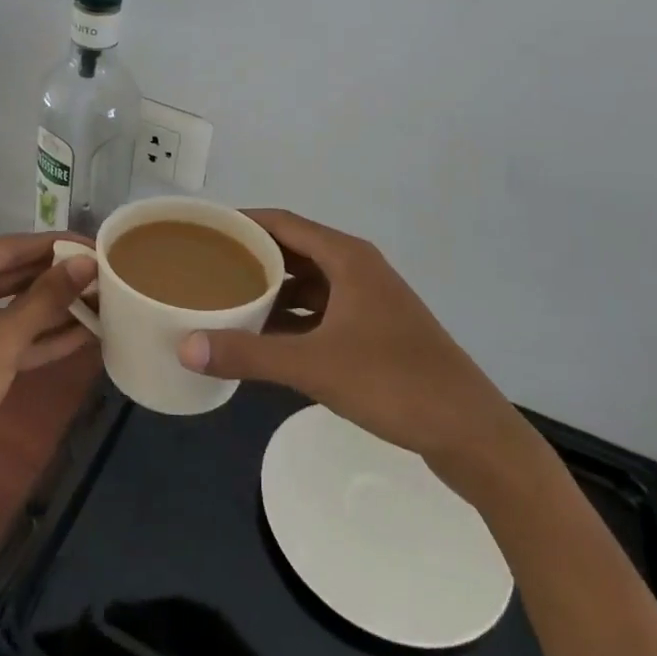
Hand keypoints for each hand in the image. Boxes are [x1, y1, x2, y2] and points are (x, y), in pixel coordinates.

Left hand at [0, 233, 97, 503]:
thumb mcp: (2, 339)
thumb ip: (47, 297)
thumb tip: (88, 262)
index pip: (8, 248)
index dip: (56, 246)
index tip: (98, 244)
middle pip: (10, 274)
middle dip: (58, 280)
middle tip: (107, 274)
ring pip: (10, 305)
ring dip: (53, 309)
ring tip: (104, 300)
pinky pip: (4, 332)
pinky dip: (38, 335)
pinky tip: (83, 332)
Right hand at [178, 209, 539, 495]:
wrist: (472, 434)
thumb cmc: (395, 383)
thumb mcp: (315, 366)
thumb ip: (249, 354)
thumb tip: (184, 347)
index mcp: (346, 257)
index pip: (281, 222)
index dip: (241, 221)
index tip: (201, 230)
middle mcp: (357, 268)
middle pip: (292, 249)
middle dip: (250, 256)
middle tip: (203, 265)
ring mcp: (368, 301)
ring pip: (306, 282)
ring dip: (270, 288)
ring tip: (224, 297)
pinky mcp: (374, 331)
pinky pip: (319, 310)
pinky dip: (290, 316)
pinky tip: (262, 335)